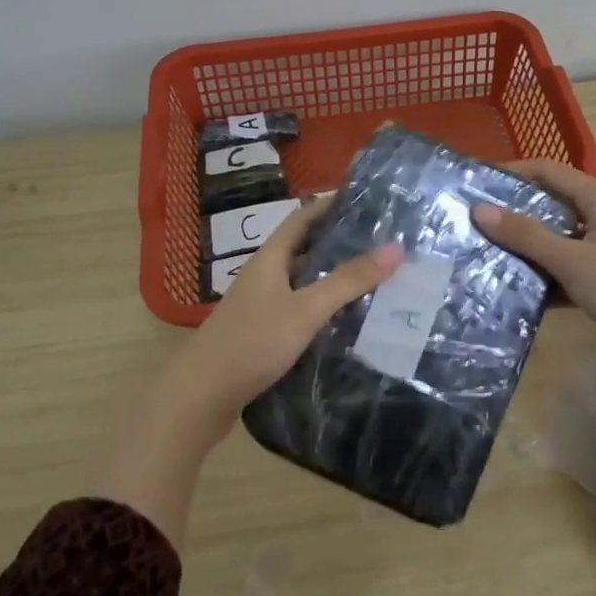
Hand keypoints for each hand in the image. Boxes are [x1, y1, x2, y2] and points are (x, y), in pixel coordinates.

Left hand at [100, 199, 400, 544]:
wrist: (200, 397)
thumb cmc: (252, 344)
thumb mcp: (306, 310)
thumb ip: (348, 281)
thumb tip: (395, 248)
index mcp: (269, 259)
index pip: (302, 218)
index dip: (329, 204)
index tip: (365, 198)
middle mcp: (263, 275)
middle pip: (302, 247)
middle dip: (337, 239)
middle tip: (379, 238)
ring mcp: (259, 305)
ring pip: (301, 279)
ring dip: (330, 273)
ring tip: (371, 273)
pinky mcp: (261, 332)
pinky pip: (297, 306)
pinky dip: (321, 303)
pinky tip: (343, 317)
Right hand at [474, 159, 595, 498]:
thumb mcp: (573, 260)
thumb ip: (526, 235)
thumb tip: (480, 209)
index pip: (547, 171)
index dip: (511, 172)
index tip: (474, 183)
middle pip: (550, 205)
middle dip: (513, 213)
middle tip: (471, 224)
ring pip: (557, 240)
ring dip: (526, 249)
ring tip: (483, 257)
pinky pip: (567, 269)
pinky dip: (545, 277)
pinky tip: (513, 292)